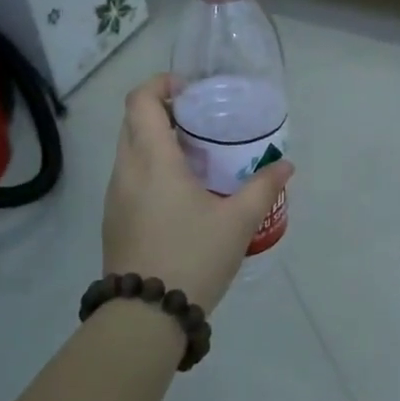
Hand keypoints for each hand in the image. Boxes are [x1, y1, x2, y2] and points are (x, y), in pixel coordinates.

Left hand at [102, 74, 293, 313]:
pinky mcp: (113, 219)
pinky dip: (149, 167)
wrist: (145, 316)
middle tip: (200, 122)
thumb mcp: (237, 222)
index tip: (191, 91)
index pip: (140, 100)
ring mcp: (114, 196)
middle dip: (163, 110)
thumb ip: (262, 188)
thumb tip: (286, 165)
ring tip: (195, 157)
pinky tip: (180, 192)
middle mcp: (125, 170)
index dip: (162, 84)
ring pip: (129, 150)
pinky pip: (128, 176)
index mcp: (152, 159)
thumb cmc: (192, 257)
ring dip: (156, 141)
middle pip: (133, 121)